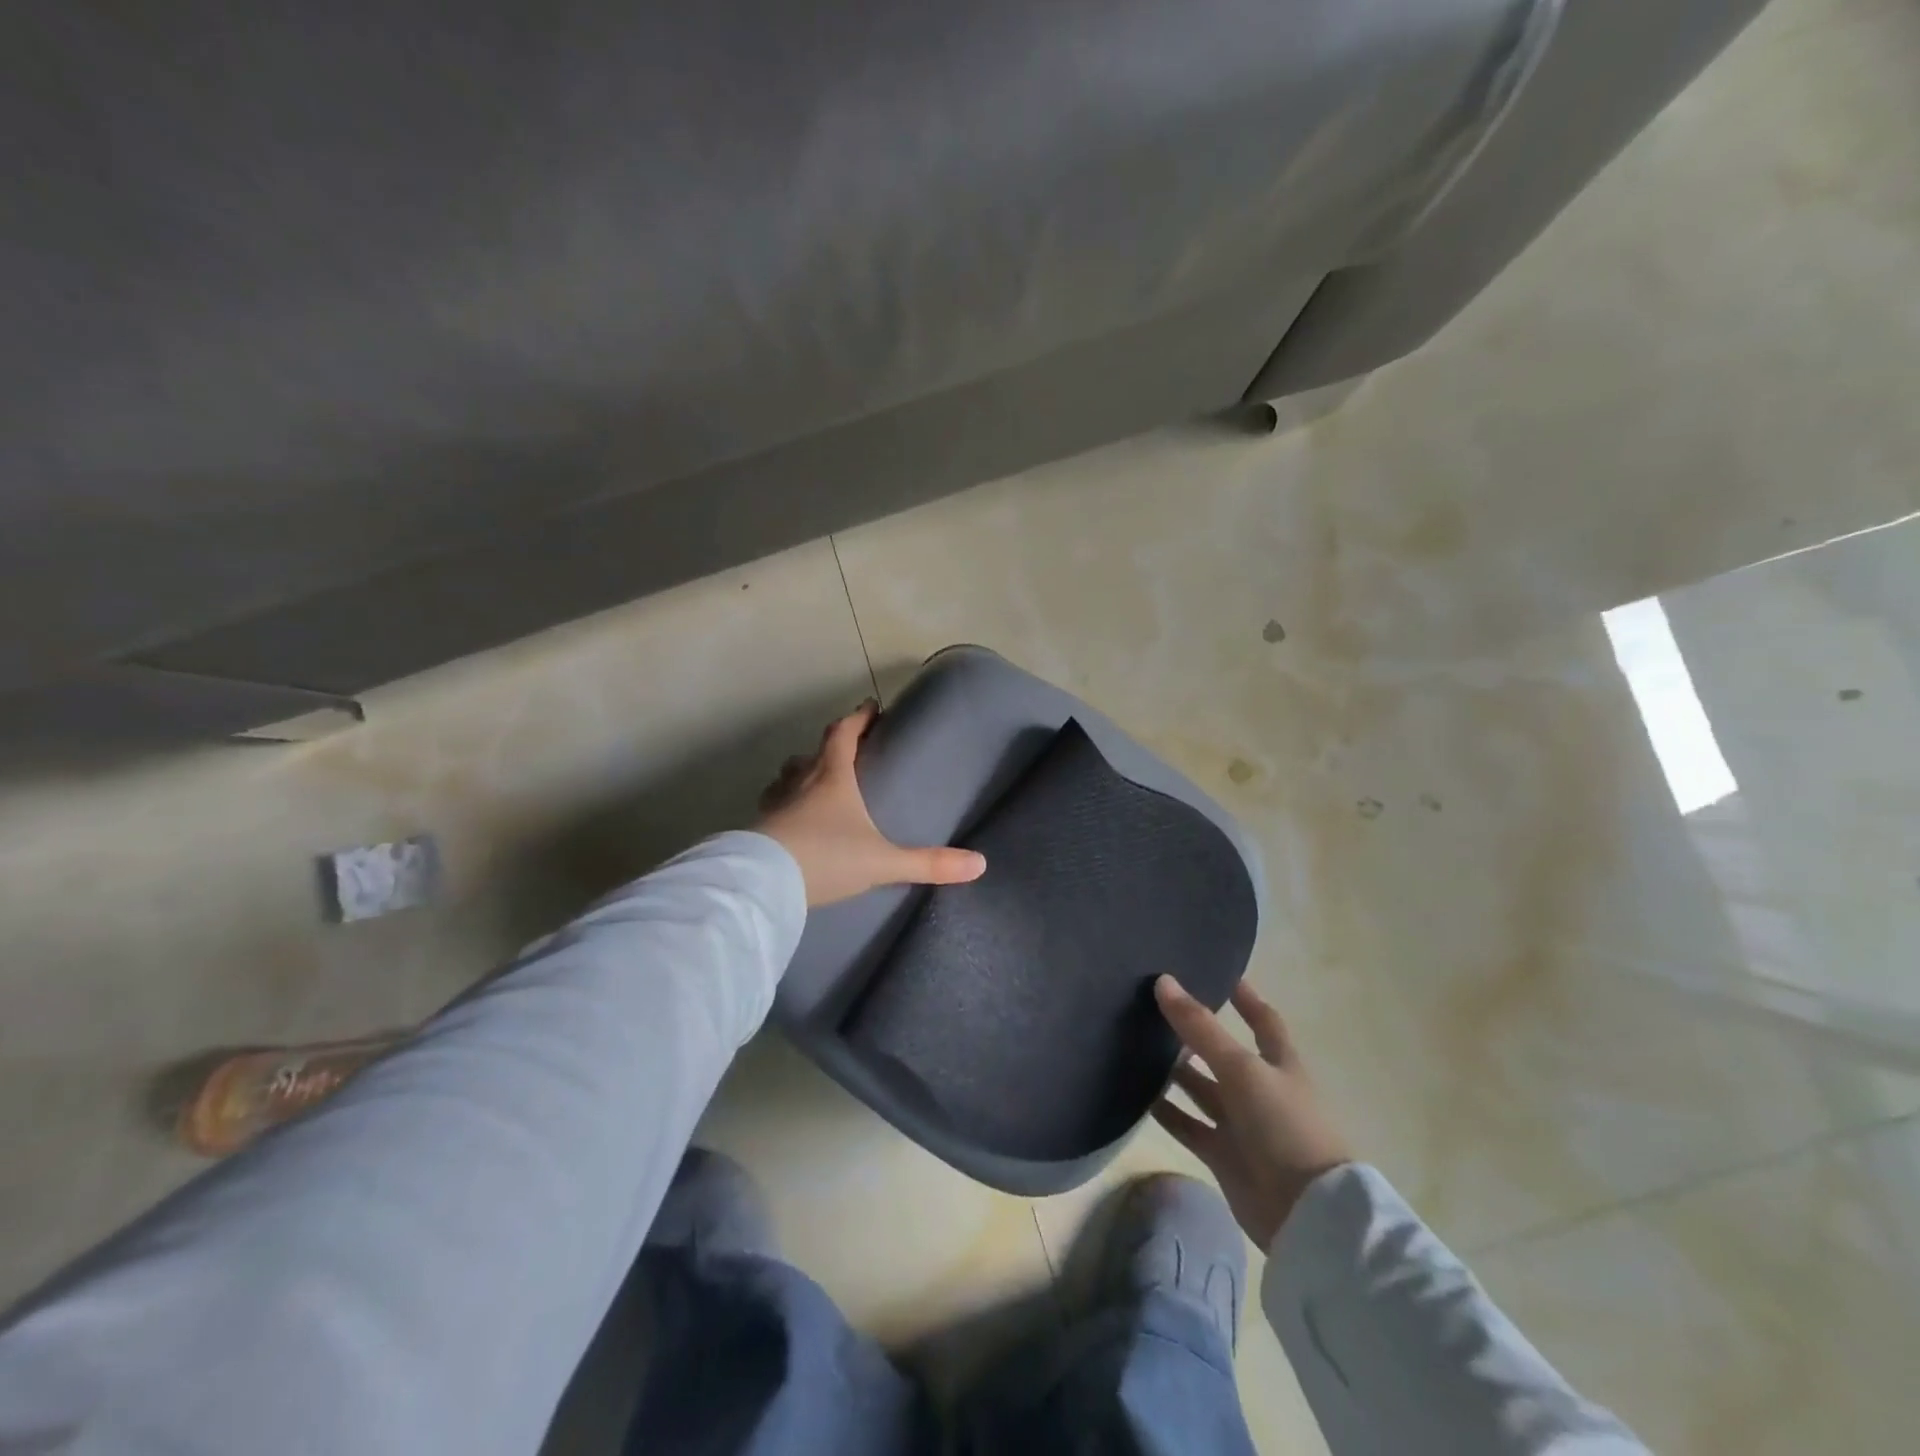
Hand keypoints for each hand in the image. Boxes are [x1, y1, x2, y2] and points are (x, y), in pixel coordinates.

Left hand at [756, 700, 986, 906]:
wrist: (763, 884)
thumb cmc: (826, 859)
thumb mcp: (883, 862)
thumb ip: (929, 863)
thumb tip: (979, 864)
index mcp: (832, 778)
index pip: (843, 734)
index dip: (858, 718)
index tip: (870, 707)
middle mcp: (800, 782)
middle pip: (812, 753)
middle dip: (830, 746)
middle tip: (845, 750)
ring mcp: (774, 804)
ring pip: (787, 777)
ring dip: (802, 774)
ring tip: (816, 784)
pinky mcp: (757, 828)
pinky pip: (773, 806)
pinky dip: (785, 804)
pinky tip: (791, 823)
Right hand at [1151, 975, 1353, 1248]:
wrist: (1306, 1214)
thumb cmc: (1284, 1125)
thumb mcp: (1242, 1068)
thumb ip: (1201, 1028)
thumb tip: (1164, 981)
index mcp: (1279, 1063)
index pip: (1263, 1021)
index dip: (1245, 998)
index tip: (1219, 972)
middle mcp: (1260, 1089)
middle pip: (1223, 1054)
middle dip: (1195, 1033)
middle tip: (1154, 1007)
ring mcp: (1242, 1124)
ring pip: (1202, 1089)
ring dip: (1175, 1071)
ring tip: (1136, 1044)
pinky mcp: (1223, 1155)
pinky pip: (1189, 1126)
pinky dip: (1167, 1112)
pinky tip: (1137, 1095)